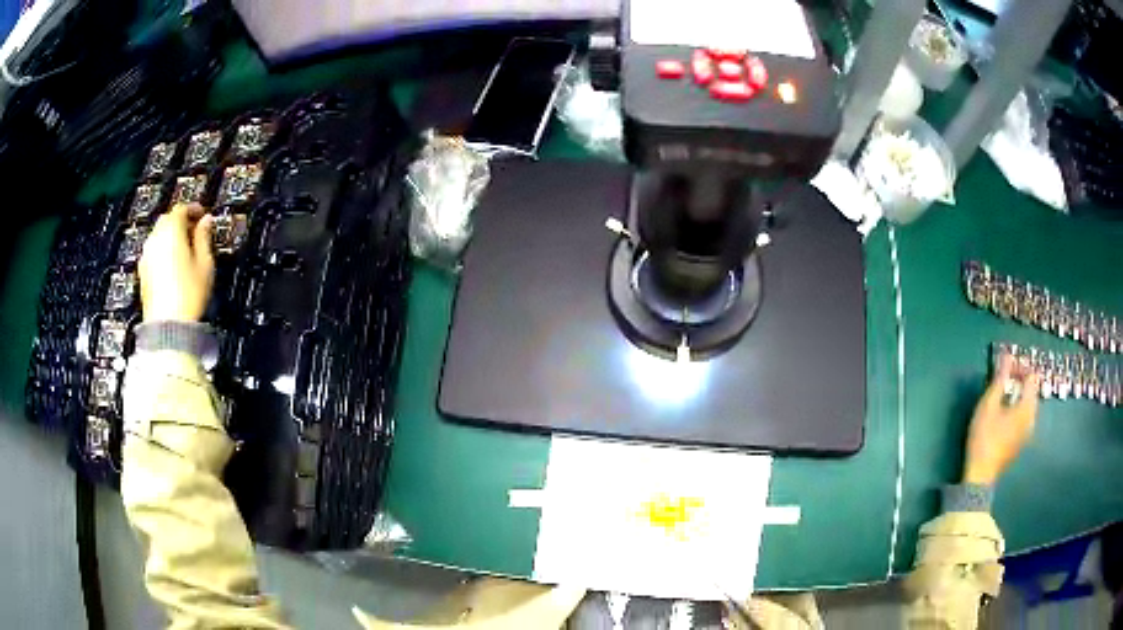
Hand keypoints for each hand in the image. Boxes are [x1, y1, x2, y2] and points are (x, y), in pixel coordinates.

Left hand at [139, 204, 214, 322]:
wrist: (168, 327)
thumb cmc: (189, 295)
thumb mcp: (205, 264)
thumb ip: (204, 238)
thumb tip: (206, 221)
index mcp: (171, 231)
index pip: (181, 208)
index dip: (193, 209)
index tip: (202, 215)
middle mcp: (155, 239)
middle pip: (167, 220)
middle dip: (180, 221)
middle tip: (194, 231)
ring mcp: (146, 256)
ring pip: (158, 235)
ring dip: (170, 236)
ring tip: (183, 249)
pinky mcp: (142, 272)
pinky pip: (153, 252)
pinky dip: (162, 251)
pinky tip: (172, 265)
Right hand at [962, 353, 1040, 485]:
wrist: (980, 475)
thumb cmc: (984, 437)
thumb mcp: (988, 404)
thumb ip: (1000, 379)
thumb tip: (1007, 355)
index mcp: (1027, 407)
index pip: (1031, 377)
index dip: (1020, 368)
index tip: (1006, 367)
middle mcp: (1032, 418)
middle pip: (1031, 391)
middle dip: (1020, 381)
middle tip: (1003, 380)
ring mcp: (1028, 433)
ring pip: (1028, 405)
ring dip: (1018, 396)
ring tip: (1003, 397)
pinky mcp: (1021, 442)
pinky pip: (1024, 418)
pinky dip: (1017, 409)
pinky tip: (1004, 415)